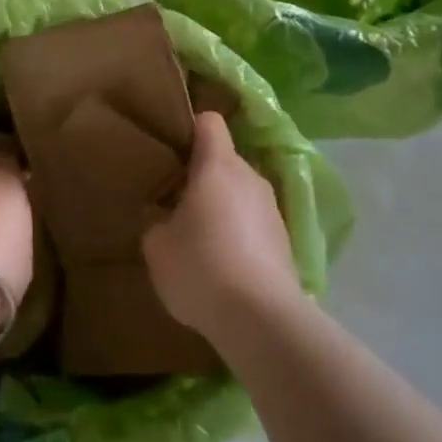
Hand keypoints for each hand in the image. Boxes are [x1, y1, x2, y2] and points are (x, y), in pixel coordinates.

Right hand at [143, 112, 300, 342]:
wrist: (261, 319)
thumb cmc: (201, 266)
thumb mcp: (157, 245)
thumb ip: (156, 221)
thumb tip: (164, 216)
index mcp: (218, 165)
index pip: (210, 122)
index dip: (190, 128)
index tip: (172, 147)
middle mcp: (250, 177)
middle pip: (224, 160)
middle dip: (201, 176)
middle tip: (175, 202)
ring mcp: (272, 209)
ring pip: (240, 194)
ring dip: (222, 208)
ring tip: (199, 241)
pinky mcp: (285, 241)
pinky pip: (254, 224)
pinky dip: (239, 235)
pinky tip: (223, 267)